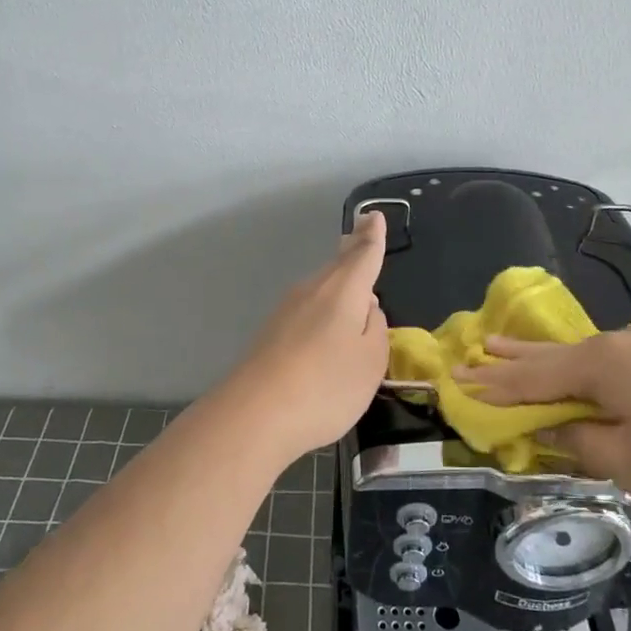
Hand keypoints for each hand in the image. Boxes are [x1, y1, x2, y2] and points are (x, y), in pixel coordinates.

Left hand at [215, 209, 389, 462]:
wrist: (255, 415)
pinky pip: (307, 309)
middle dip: (352, 249)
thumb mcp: (371, 361)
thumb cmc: (326, 385)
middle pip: (337, 265)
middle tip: (360, 231)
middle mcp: (313, 291)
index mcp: (343, 290)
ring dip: (337, 277)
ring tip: (348, 269)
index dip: (372, 237)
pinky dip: (322, 305)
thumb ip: (375, 330)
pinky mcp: (272, 334)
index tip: (373, 215)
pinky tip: (325, 319)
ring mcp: (287, 311)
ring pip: (320, 286)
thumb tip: (366, 309)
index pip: (363, 255)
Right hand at [455, 325, 630, 520]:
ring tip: (509, 346)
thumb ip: (581, 443)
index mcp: (600, 365)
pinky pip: (609, 362)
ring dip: (544, 358)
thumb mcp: (628, 463)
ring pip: (581, 355)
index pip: (532, 377)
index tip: (458, 380)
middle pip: (552, 354)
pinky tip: (577, 369)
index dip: (494, 384)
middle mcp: (618, 346)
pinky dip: (579, 368)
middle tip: (476, 348)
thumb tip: (556, 430)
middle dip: (512, 357)